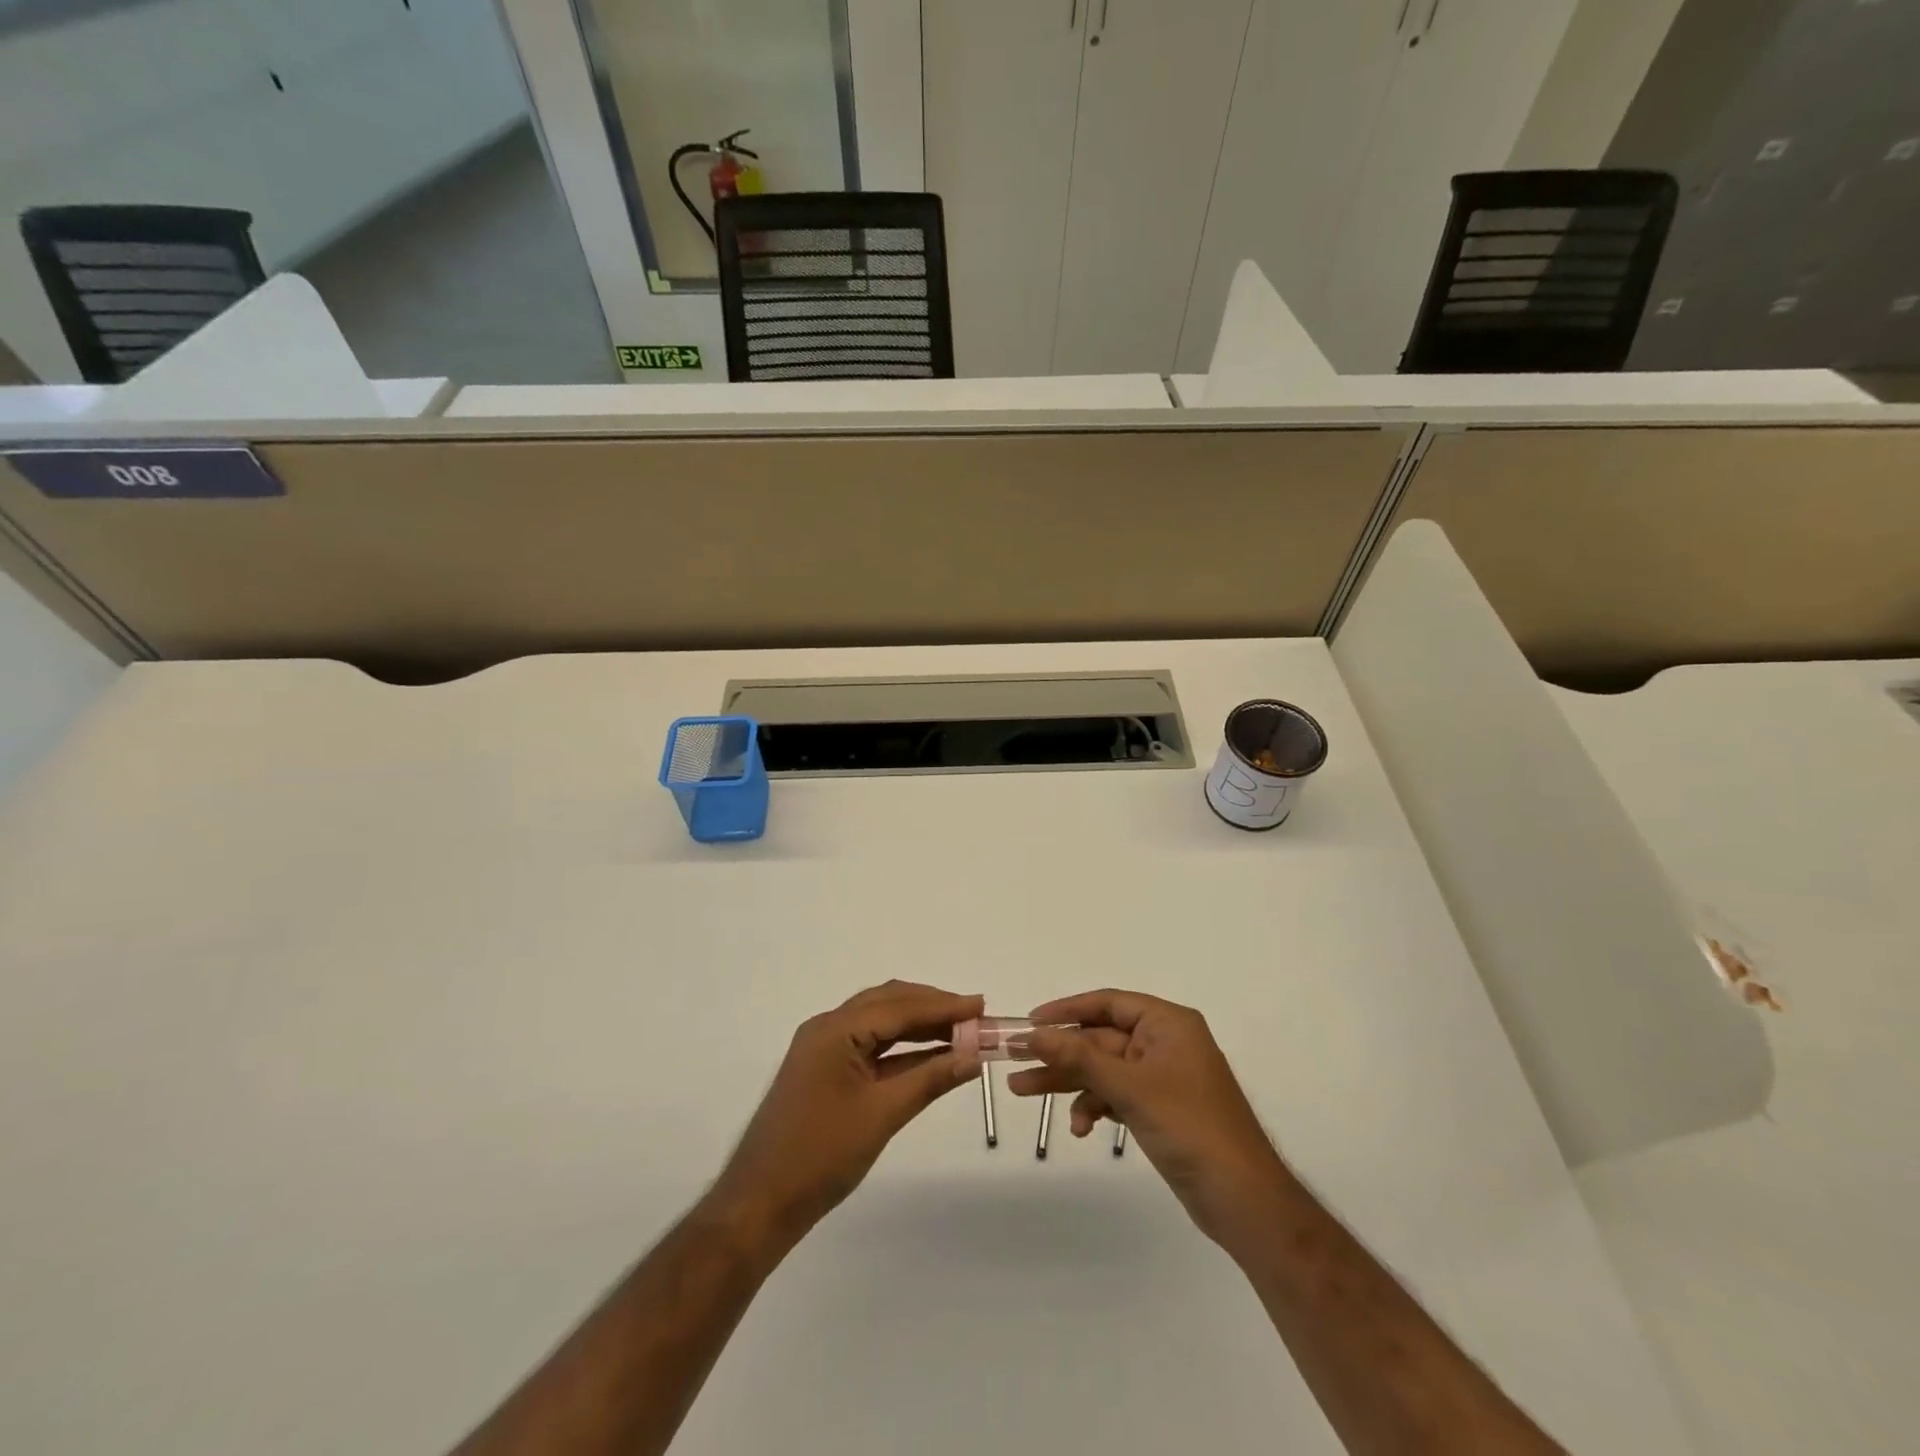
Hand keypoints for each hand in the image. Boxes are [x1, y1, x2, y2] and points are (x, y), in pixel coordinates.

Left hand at [711, 981, 982, 1247]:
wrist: (761, 1203)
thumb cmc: (821, 1155)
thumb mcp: (882, 1114)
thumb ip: (930, 1079)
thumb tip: (973, 1056)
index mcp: (835, 1029)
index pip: (899, 1006)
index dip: (943, 1006)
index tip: (981, 1005)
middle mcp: (828, 1028)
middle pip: (888, 1004)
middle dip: (933, 1008)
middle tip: (975, 1015)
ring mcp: (824, 1049)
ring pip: (880, 1024)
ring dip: (919, 1026)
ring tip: (961, 1032)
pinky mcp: (825, 1070)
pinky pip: (870, 1047)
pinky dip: (902, 1048)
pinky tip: (931, 1056)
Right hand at [1007, 989, 1287, 1244]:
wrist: (1243, 1201)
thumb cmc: (1190, 1128)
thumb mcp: (1130, 1088)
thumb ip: (1080, 1057)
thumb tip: (1035, 1033)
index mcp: (1168, 1024)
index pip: (1108, 1003)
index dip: (1067, 1009)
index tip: (1031, 1022)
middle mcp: (1164, 1043)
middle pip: (1100, 1039)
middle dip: (1059, 1052)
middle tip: (1014, 1060)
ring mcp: (1161, 1078)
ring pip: (1102, 1069)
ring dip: (1069, 1082)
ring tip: (1023, 1093)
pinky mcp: (1158, 1109)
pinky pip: (1115, 1095)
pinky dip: (1094, 1106)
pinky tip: (1080, 1128)